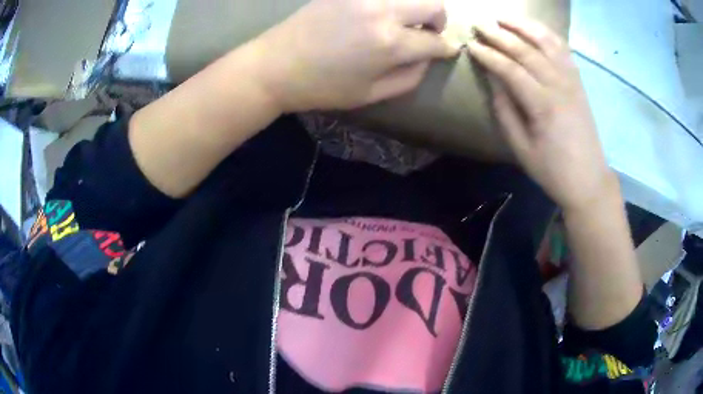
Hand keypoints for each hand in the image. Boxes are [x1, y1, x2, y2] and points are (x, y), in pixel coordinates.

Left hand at [253, 0, 458, 111]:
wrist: (274, 66)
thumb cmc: (322, 86)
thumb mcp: (371, 94)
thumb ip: (409, 77)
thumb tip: (428, 58)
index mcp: (390, 43)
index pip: (436, 41)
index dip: (447, 48)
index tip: (448, 50)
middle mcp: (382, 11)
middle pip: (434, 5)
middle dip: (439, 20)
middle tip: (427, 32)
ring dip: (415, 7)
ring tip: (402, 22)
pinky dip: (390, 2)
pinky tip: (379, 15)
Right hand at [467, 19, 616, 210]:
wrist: (589, 179)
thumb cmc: (553, 170)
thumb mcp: (521, 148)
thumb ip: (505, 111)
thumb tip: (492, 80)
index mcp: (543, 105)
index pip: (510, 69)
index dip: (488, 55)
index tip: (471, 45)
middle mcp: (559, 86)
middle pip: (526, 50)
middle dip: (500, 35)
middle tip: (479, 25)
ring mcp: (572, 81)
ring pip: (547, 43)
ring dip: (524, 26)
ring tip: (504, 17)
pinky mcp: (579, 82)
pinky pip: (564, 50)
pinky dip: (548, 35)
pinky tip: (535, 29)